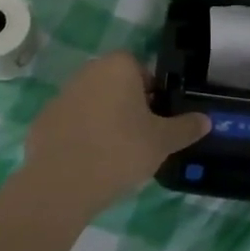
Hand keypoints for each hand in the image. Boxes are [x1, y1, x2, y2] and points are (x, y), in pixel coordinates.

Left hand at [20, 52, 209, 214]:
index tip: (157, 121)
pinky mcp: (43, 120)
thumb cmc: (121, 150)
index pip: (143, 71)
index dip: (153, 95)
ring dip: (104, 120)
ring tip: (115, 154)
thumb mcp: (163, 141)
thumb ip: (186, 127)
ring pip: (93, 103)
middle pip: (117, 85)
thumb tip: (206, 120)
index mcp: (118, 67)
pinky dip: (81, 136)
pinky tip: (89, 162)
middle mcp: (88, 72)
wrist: (63, 183)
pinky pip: (72, 123)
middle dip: (129, 106)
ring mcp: (61, 95)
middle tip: (140, 138)